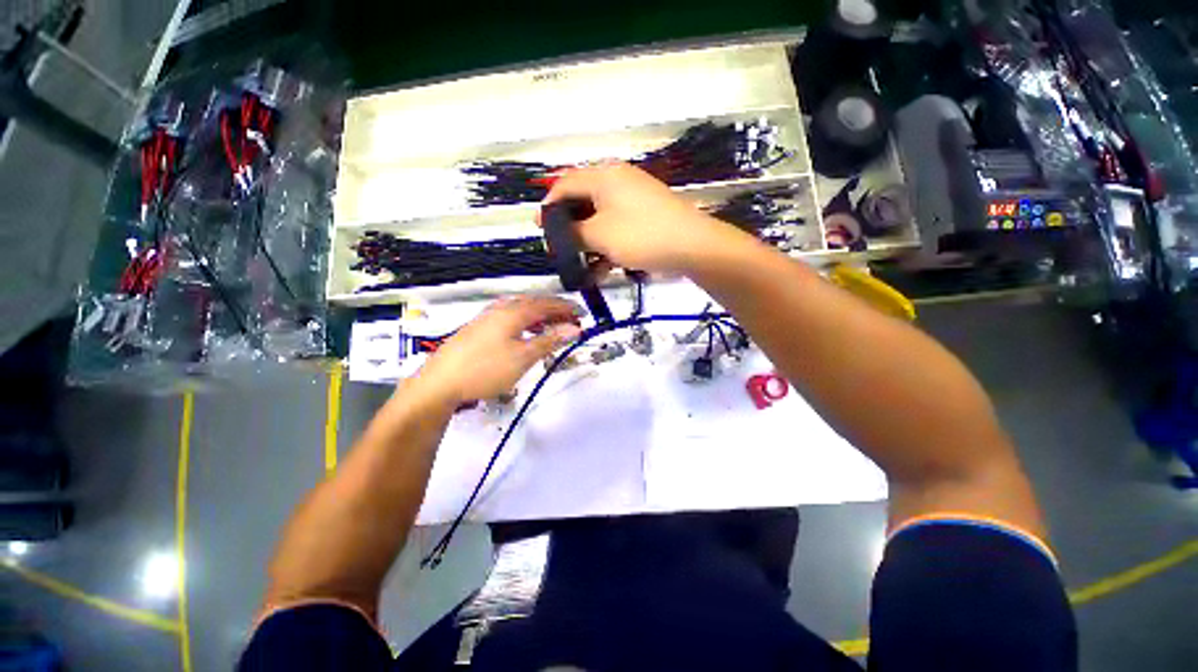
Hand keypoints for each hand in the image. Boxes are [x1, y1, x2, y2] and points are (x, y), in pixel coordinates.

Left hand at [409, 296, 581, 405]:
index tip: (584, 315)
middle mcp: (501, 309)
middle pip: (534, 304)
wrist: (440, 382)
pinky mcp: (479, 328)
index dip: (567, 309)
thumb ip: (550, 340)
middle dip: (555, 311)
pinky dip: (525, 322)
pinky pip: (510, 318)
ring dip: (540, 316)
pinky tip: (525, 333)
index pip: (547, 304)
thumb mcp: (523, 357)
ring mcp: (487, 317)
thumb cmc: (486, 369)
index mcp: (514, 312)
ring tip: (553, 327)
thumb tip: (575, 328)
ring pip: (521, 310)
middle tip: (571, 321)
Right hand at [542, 163, 736, 272]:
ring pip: (600, 219)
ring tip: (581, 266)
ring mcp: (633, 200)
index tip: (539, 229)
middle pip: (582, 202)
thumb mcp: (599, 235)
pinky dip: (607, 246)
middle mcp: (617, 182)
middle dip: (569, 228)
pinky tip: (603, 269)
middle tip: (559, 249)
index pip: (565, 184)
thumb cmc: (641, 235)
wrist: (693, 246)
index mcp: (604, 176)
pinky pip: (617, 228)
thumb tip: (556, 232)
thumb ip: (572, 233)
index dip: (549, 206)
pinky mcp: (645, 217)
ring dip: (588, 243)